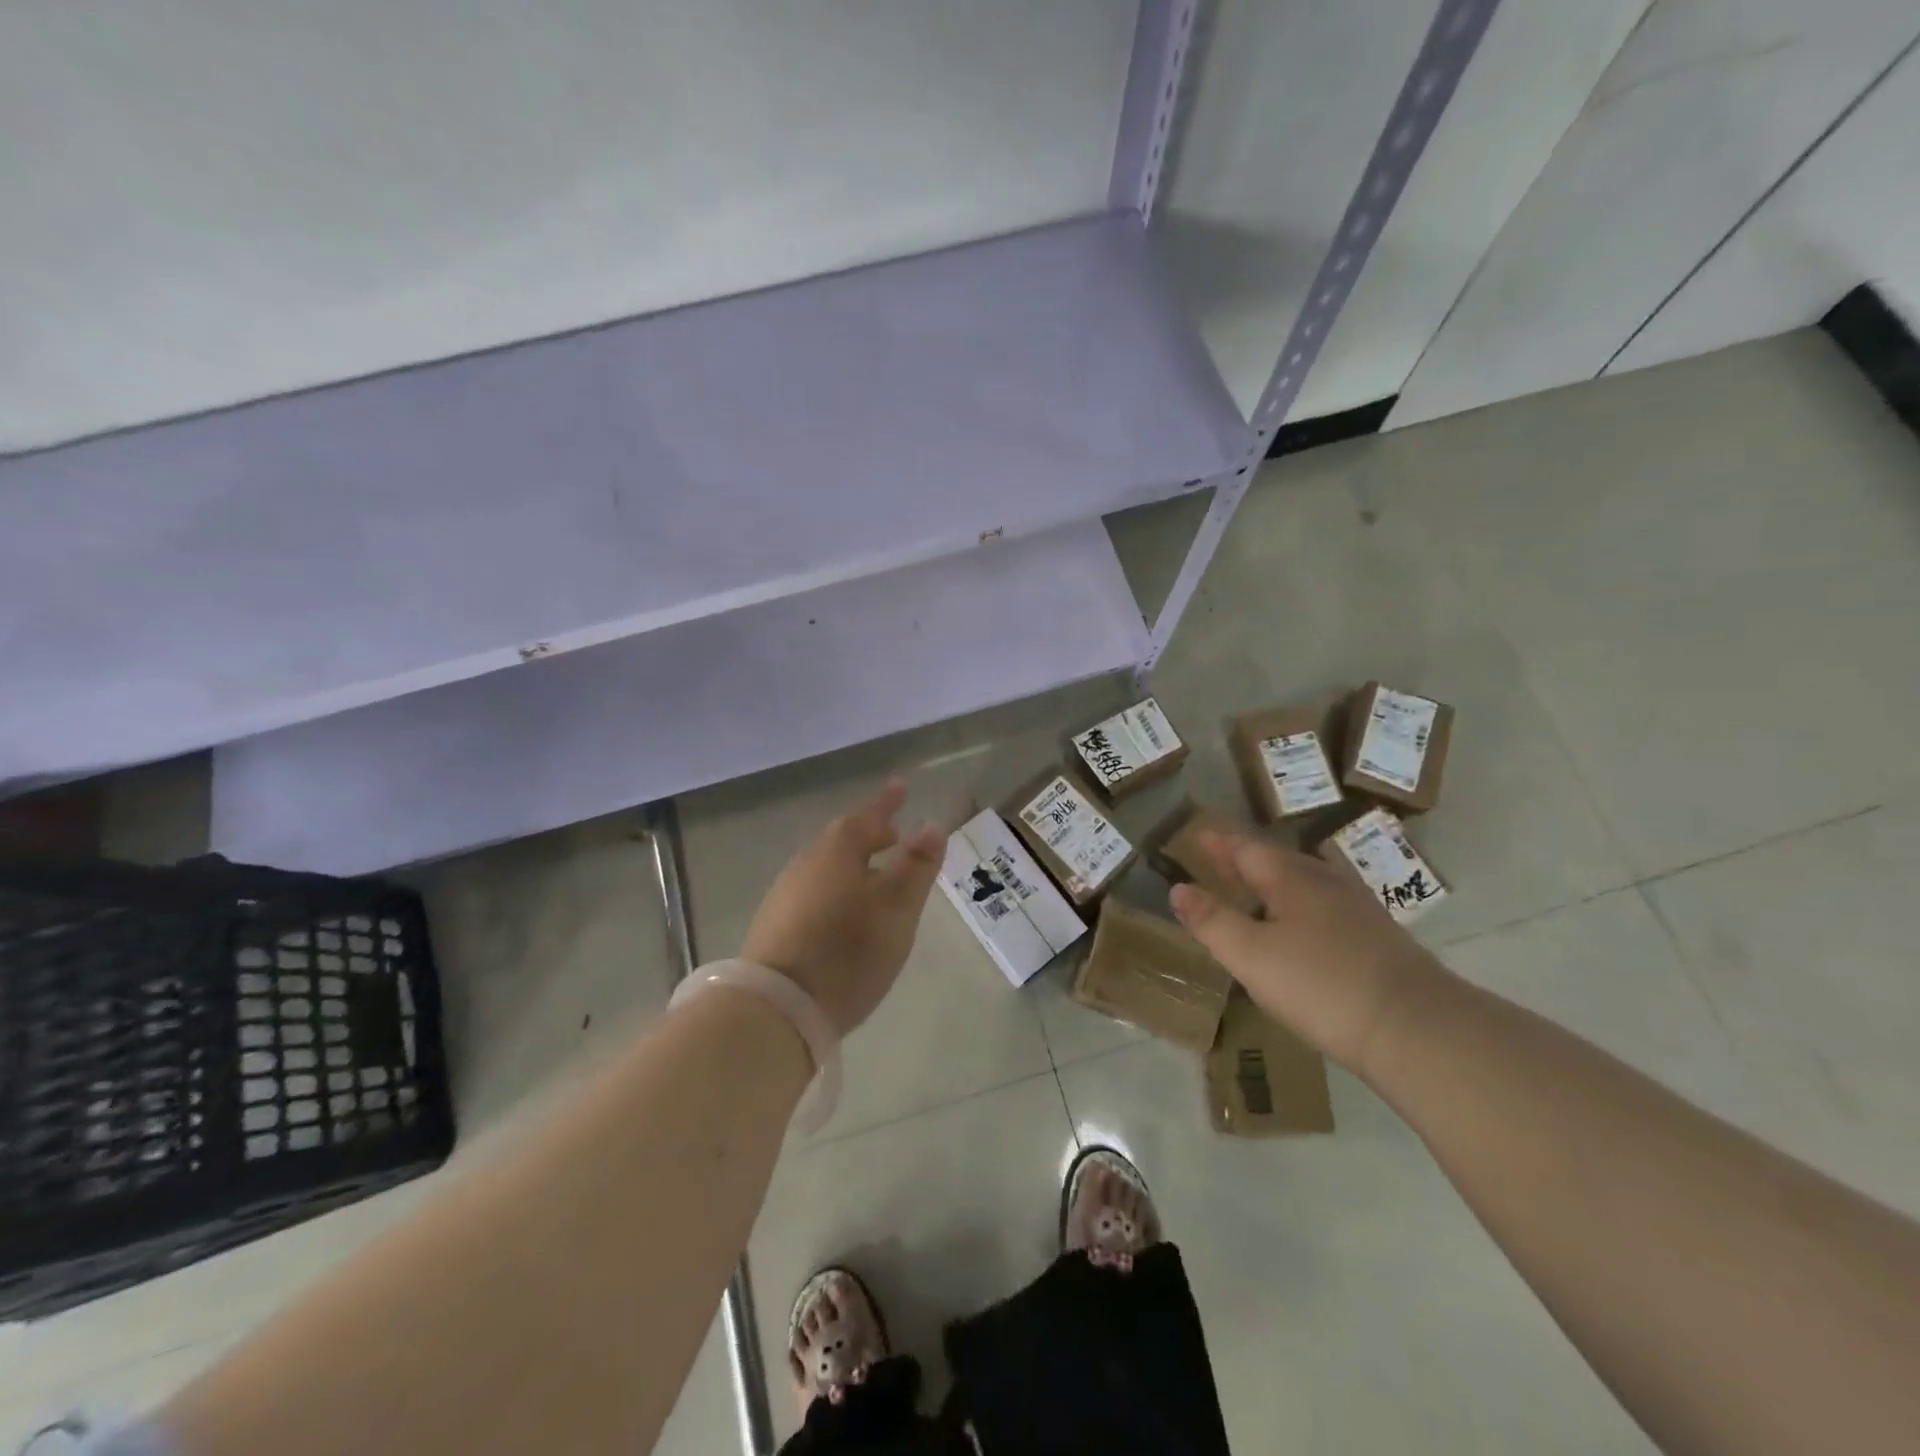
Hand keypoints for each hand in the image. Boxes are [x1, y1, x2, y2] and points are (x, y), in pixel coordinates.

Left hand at [741, 780, 944, 1036]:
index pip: (867, 815)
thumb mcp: (896, 909)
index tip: (902, 786)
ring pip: (827, 866)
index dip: (887, 802)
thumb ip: (916, 866)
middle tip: (895, 835)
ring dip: (855, 863)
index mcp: (837, 851)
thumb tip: (932, 825)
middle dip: (871, 834)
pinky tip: (847, 911)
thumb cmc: (848, 951)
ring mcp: (786, 894)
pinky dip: (838, 886)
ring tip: (878, 875)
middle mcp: (807, 863)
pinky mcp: (776, 924)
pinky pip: (815, 889)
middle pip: (843, 839)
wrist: (777, 1009)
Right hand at [1168, 830, 1451, 1075]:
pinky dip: (1297, 904)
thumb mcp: (1251, 955)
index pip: (1247, 849)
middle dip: (1244, 858)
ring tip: (1253, 888)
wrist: (1417, 1029)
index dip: (1219, 843)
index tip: (1197, 835)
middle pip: (1278, 861)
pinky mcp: (1377, 939)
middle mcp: (1326, 883)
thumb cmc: (1321, 985)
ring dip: (1273, 880)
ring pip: (1305, 882)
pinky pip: (1324, 906)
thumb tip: (1178, 888)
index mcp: (1292, 879)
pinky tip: (1300, 925)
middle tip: (1217, 857)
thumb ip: (1211, 920)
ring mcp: (1358, 909)